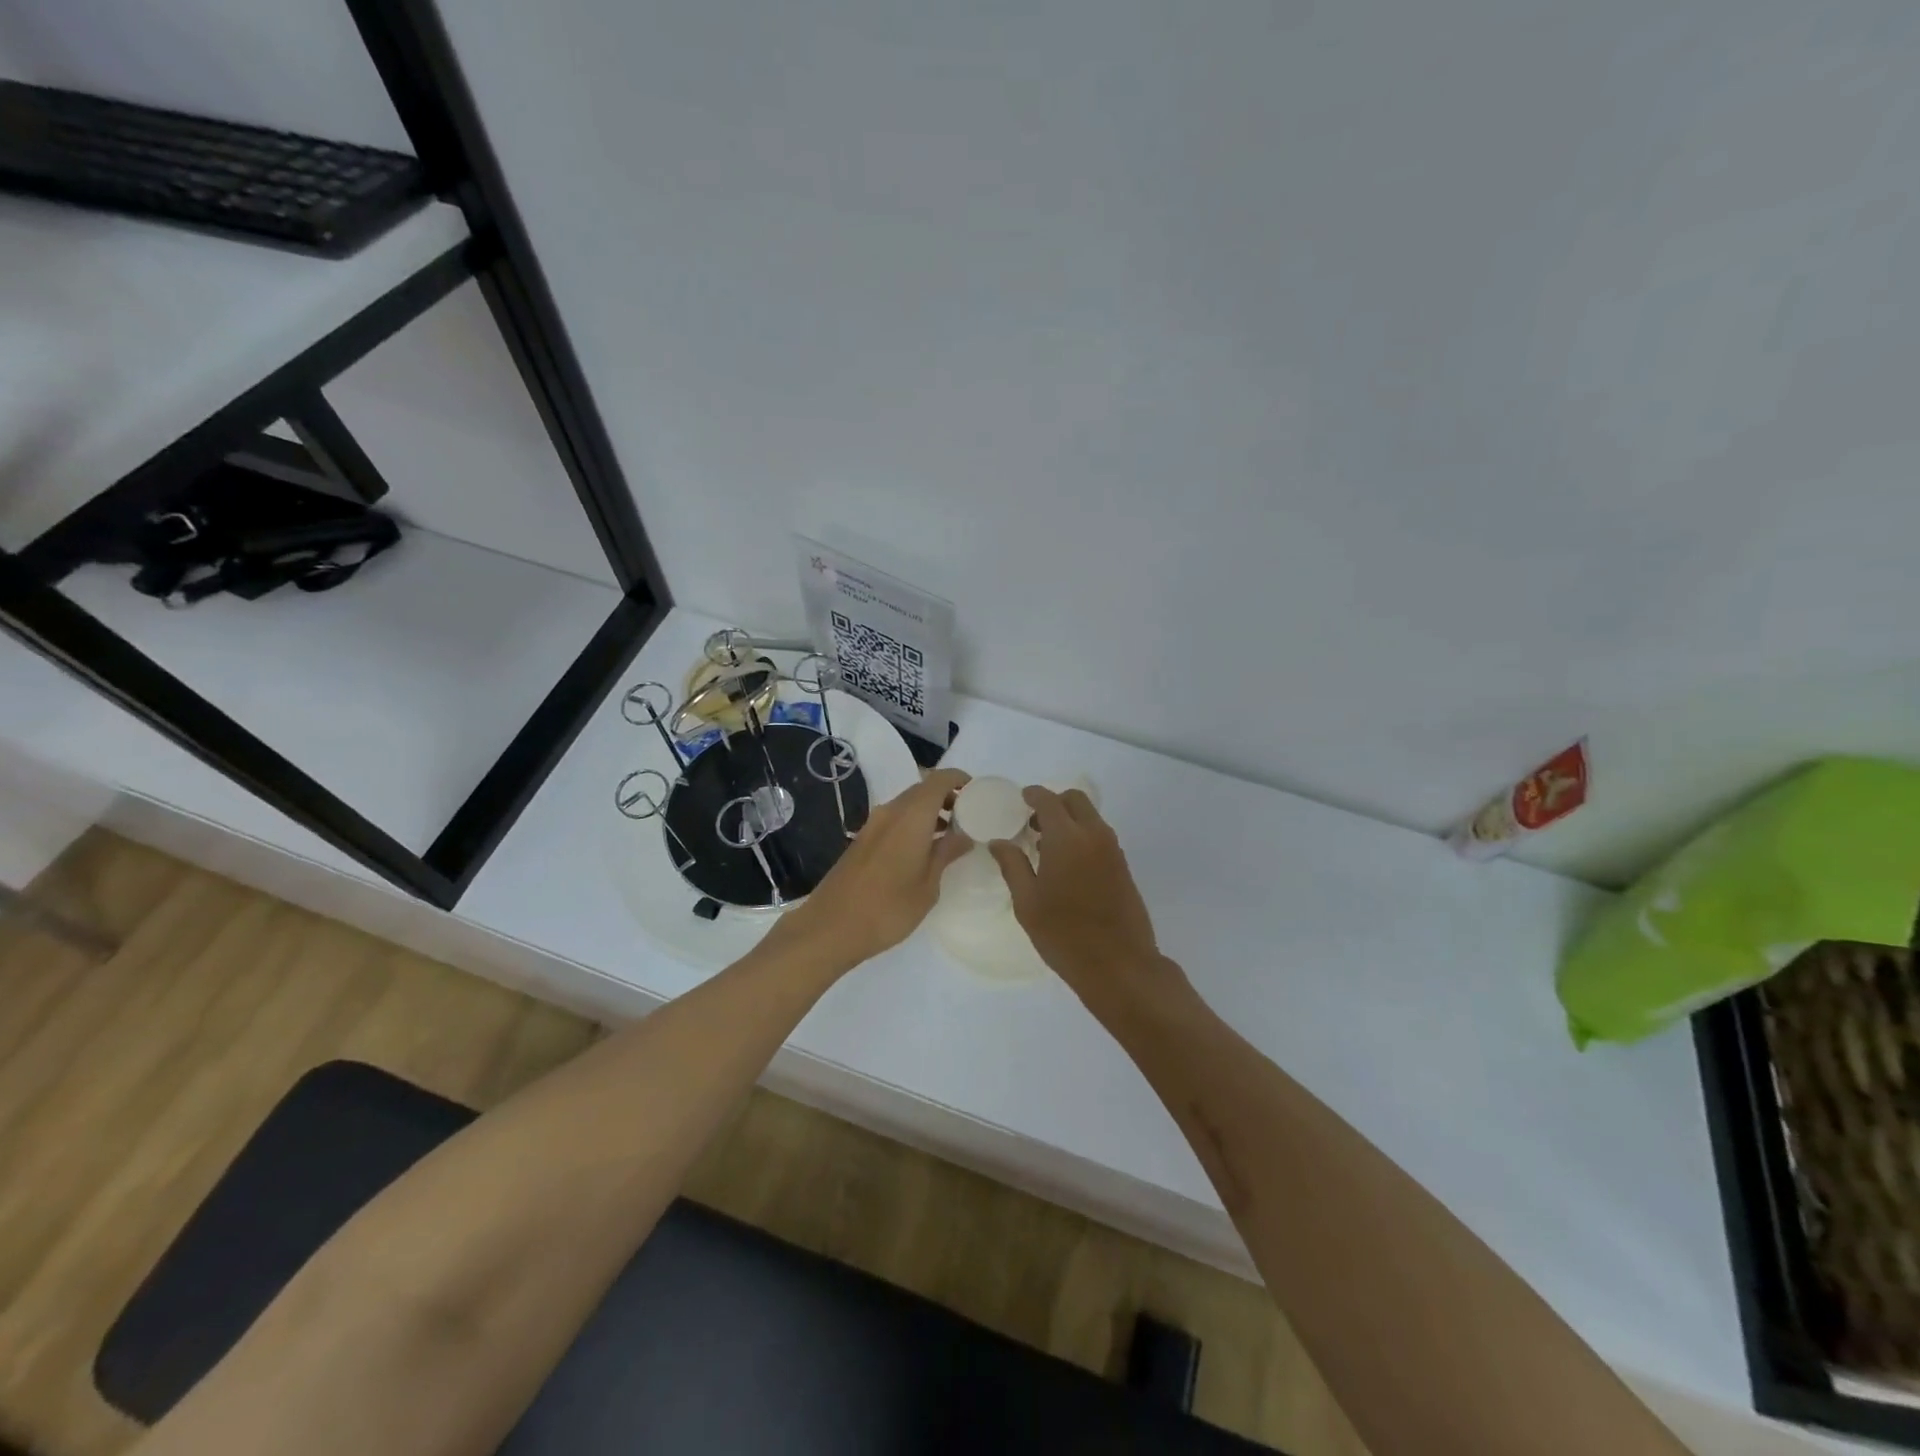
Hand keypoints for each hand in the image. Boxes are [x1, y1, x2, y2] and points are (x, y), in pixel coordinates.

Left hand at [765, 768, 972, 975]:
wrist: (830, 927)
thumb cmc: (888, 908)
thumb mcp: (928, 885)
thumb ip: (946, 853)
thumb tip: (963, 834)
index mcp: (911, 816)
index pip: (939, 780)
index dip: (959, 779)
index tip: (977, 792)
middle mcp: (891, 811)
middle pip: (922, 790)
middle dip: (947, 797)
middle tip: (968, 818)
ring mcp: (873, 825)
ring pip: (907, 805)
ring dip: (929, 813)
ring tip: (950, 837)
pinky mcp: (862, 840)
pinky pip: (895, 820)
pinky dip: (913, 824)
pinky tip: (923, 851)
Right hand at [989, 787, 1161, 996]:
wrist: (1120, 965)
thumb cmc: (1065, 935)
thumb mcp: (1027, 903)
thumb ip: (1012, 865)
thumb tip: (999, 841)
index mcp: (1066, 838)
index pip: (1048, 800)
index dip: (1032, 795)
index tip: (1020, 799)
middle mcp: (1093, 835)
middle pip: (1075, 800)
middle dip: (1053, 803)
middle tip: (1033, 823)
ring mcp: (1113, 850)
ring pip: (1090, 817)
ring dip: (1069, 819)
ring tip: (1045, 845)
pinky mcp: (1123, 866)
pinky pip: (1099, 835)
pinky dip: (1082, 834)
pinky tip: (1066, 862)